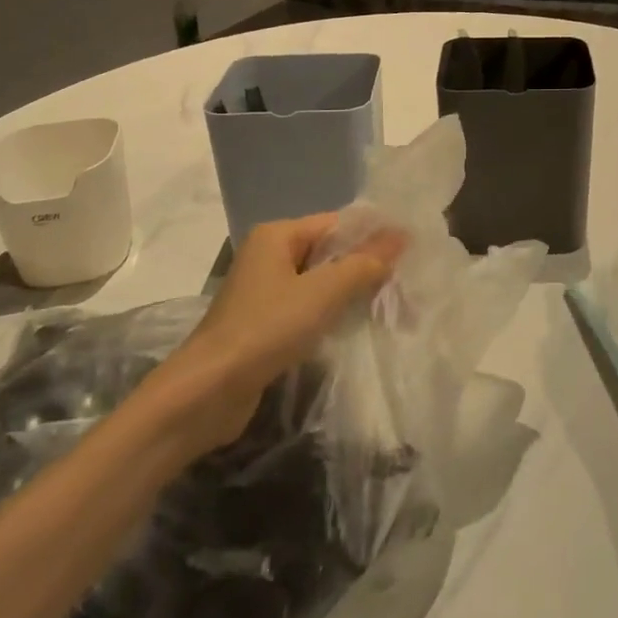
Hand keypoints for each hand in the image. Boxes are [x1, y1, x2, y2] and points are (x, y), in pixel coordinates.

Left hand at [174, 213, 406, 445]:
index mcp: (278, 235)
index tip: (410, 254)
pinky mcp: (265, 323)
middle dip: (365, 267)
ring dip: (351, 293)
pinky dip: (331, 315)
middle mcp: (269, 255)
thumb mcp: (323, 292)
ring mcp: (265, 291)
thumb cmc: (266, 330)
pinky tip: (356, 328)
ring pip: (320, 282)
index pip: (336, 224)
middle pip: (329, 252)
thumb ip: (364, 263)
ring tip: (390, 307)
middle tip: (406, 285)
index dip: (373, 236)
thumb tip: (401, 234)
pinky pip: (307, 308)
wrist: (207, 393)